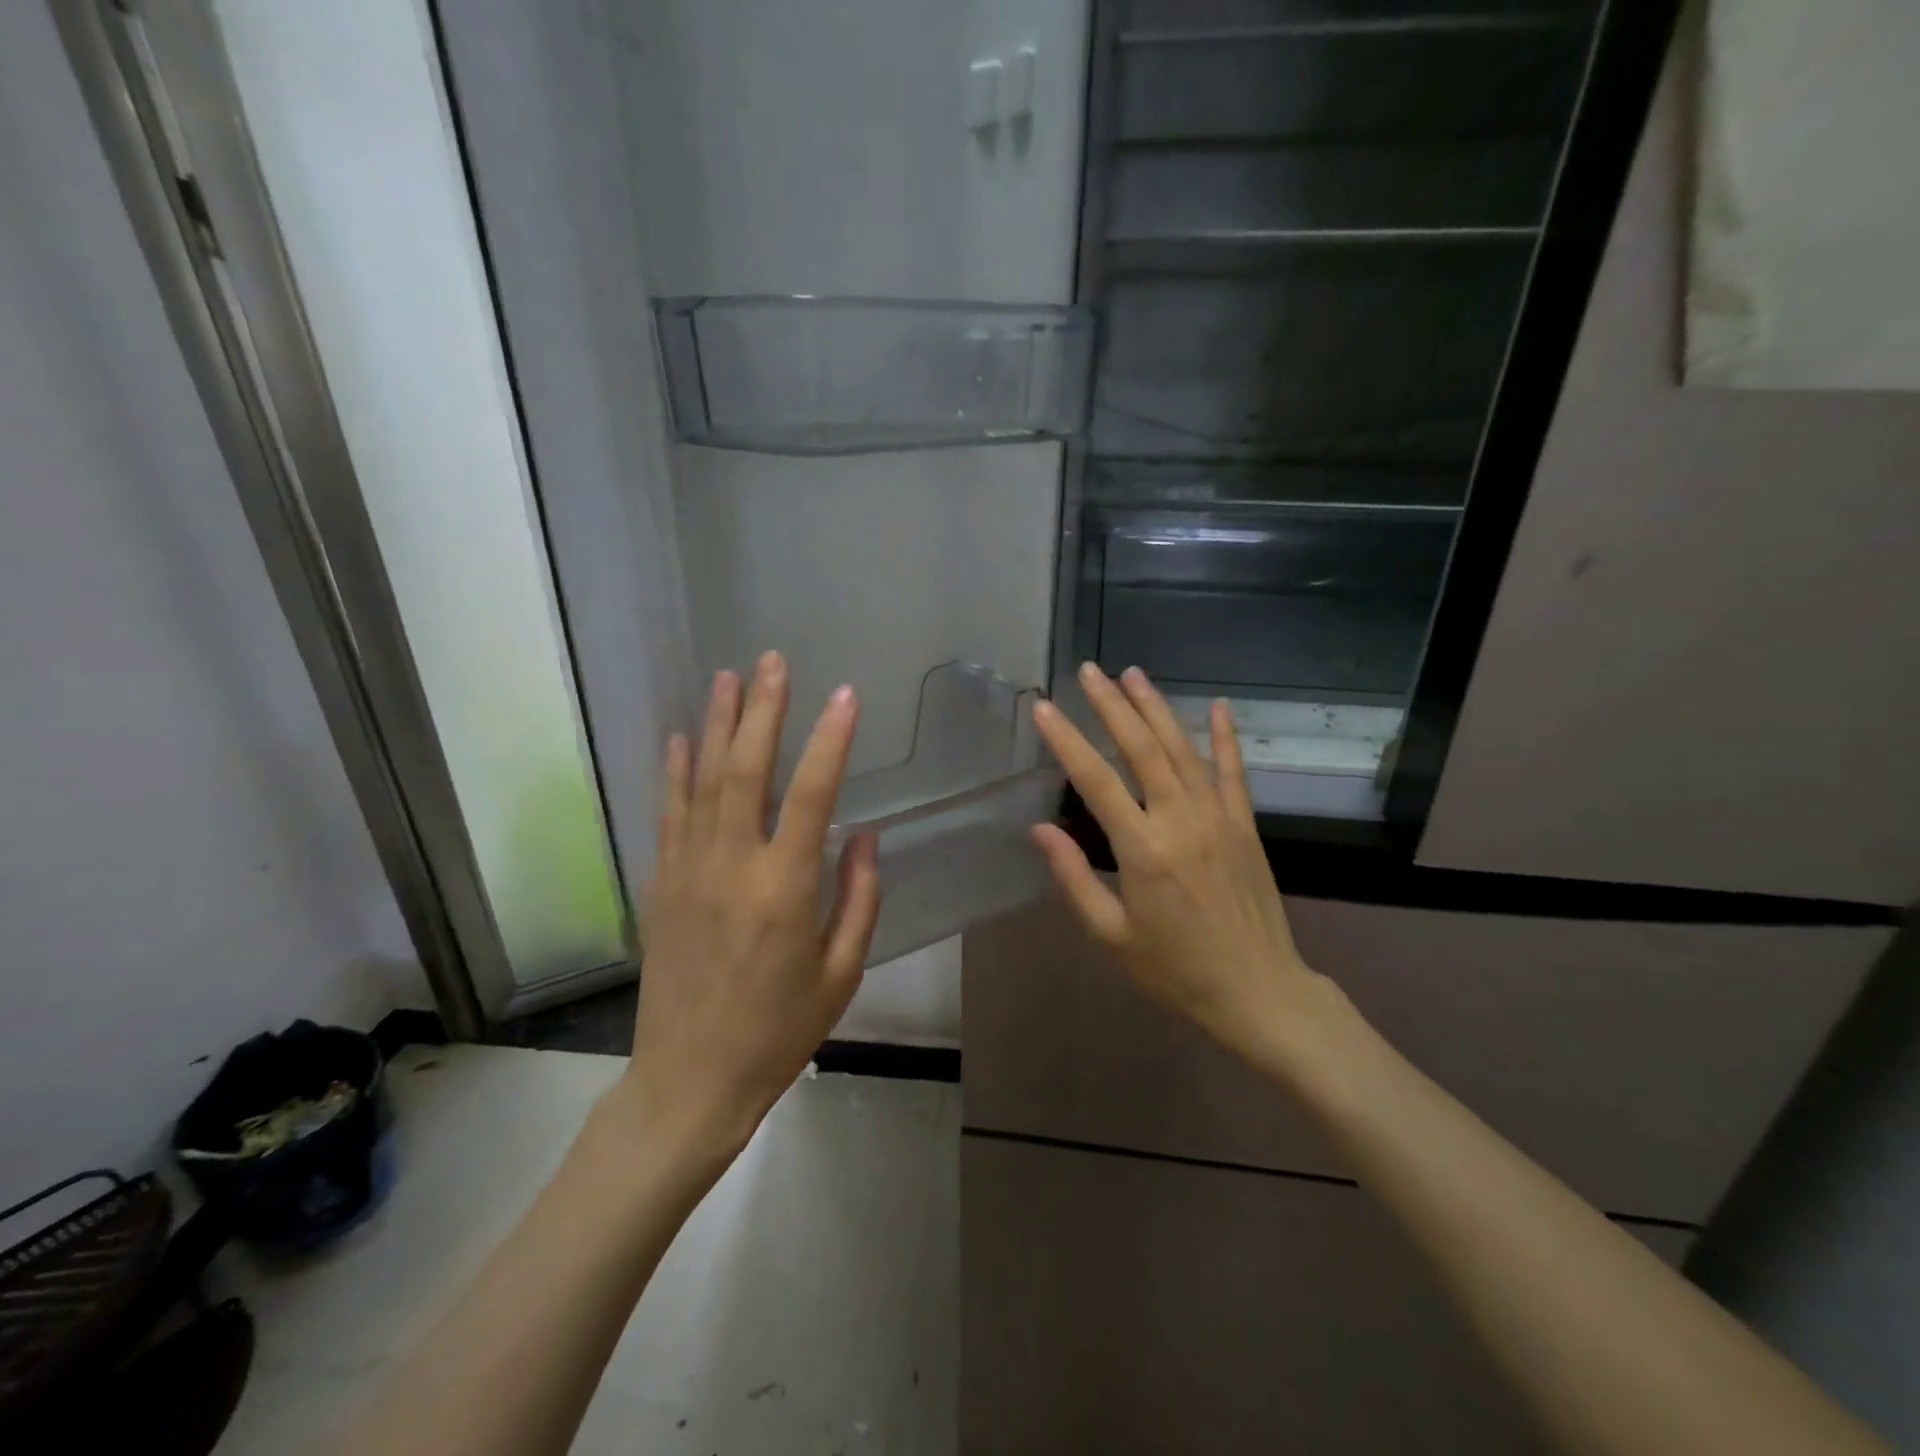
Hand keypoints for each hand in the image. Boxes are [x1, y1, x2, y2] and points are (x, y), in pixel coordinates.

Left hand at [613, 651, 880, 1168]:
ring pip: (702, 782)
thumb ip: (858, 898)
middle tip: (773, 662)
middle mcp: (733, 866)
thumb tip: (864, 834)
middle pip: (746, 770)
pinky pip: (668, 815)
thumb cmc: (779, 1031)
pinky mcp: (662, 885)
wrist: (689, 1081)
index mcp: (785, 889)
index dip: (831, 740)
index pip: (812, 795)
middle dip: (762, 710)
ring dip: (716, 725)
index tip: (845, 696)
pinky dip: (674, 772)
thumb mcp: (841, 972)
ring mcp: (689, 871)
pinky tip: (679, 738)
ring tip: (728, 677)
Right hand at [1029, 663, 1331, 1070]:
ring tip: (1132, 673)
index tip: (1044, 708)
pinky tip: (1217, 705)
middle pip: (1141, 749)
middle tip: (1088, 670)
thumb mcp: (1111, 935)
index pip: (1095, 780)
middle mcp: (1180, 821)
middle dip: (1111, 705)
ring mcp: (1218, 818)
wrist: (1259, 992)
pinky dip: (1225, 736)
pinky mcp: (1245, 825)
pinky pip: (1233, 772)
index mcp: (1142, 850)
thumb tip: (1039, 829)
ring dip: (1156, 708)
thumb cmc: (1175, 970)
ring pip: (1182, 750)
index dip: (1066, 740)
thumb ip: (1073, 878)